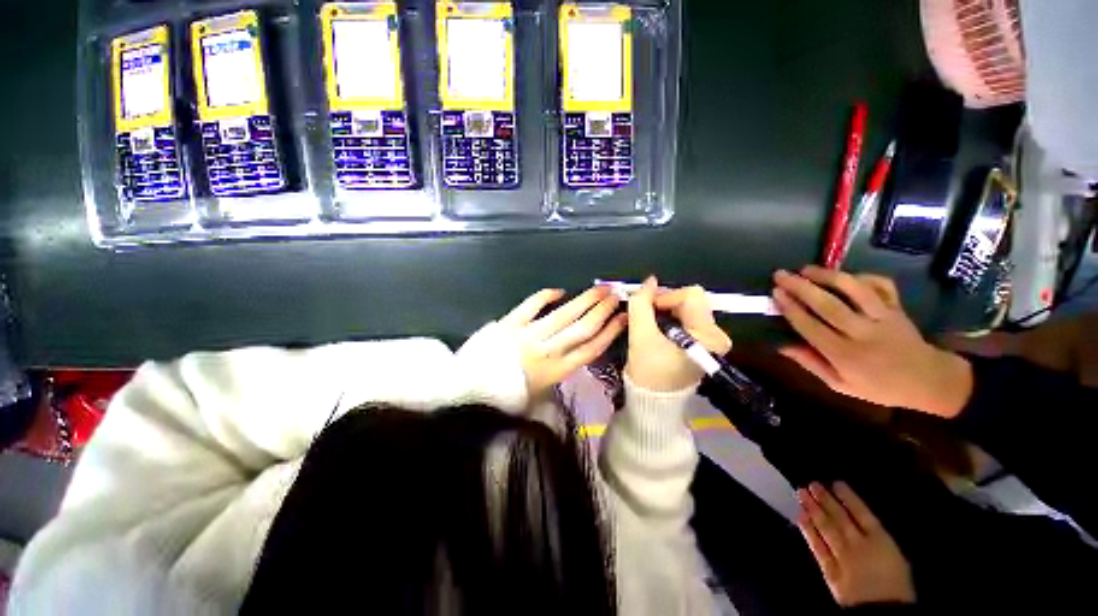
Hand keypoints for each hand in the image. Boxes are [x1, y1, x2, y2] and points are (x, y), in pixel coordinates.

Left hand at [500, 286, 626, 398]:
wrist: (472, 391)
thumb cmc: (508, 397)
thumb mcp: (541, 395)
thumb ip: (560, 374)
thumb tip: (575, 354)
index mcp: (557, 371)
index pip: (591, 348)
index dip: (610, 332)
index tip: (624, 318)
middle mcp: (548, 351)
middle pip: (583, 328)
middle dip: (603, 310)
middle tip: (616, 295)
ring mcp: (529, 334)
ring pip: (564, 314)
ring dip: (585, 300)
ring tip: (601, 289)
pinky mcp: (511, 322)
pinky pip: (532, 304)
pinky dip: (547, 295)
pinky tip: (560, 291)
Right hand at [624, 277, 731, 391]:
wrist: (653, 400)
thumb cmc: (648, 370)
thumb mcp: (640, 334)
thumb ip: (641, 303)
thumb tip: (649, 280)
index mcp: (709, 334)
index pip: (690, 295)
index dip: (664, 297)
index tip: (646, 310)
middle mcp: (717, 334)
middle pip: (690, 300)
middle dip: (664, 303)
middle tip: (645, 315)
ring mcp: (712, 339)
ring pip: (687, 308)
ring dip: (665, 311)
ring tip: (649, 324)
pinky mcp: (703, 343)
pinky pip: (687, 318)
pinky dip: (670, 318)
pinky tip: (657, 329)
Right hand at [772, 266, 972, 416]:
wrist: (929, 381)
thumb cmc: (878, 386)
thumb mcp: (840, 385)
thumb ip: (811, 364)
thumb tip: (781, 346)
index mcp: (845, 355)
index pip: (811, 327)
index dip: (791, 308)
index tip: (775, 293)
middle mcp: (863, 333)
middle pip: (828, 305)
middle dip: (801, 287)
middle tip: (781, 275)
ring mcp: (883, 318)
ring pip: (855, 290)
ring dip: (828, 276)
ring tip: (806, 269)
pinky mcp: (897, 307)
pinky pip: (881, 285)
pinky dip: (863, 276)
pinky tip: (845, 276)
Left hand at [797, 481, 915, 607]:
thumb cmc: (901, 591)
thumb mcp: (900, 561)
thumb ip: (882, 542)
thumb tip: (867, 525)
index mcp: (883, 542)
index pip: (863, 513)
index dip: (849, 497)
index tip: (836, 483)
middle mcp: (860, 544)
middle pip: (840, 517)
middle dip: (825, 499)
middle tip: (812, 484)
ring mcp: (843, 556)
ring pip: (826, 528)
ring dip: (813, 509)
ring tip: (802, 493)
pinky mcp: (831, 570)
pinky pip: (818, 547)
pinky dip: (809, 532)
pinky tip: (801, 518)